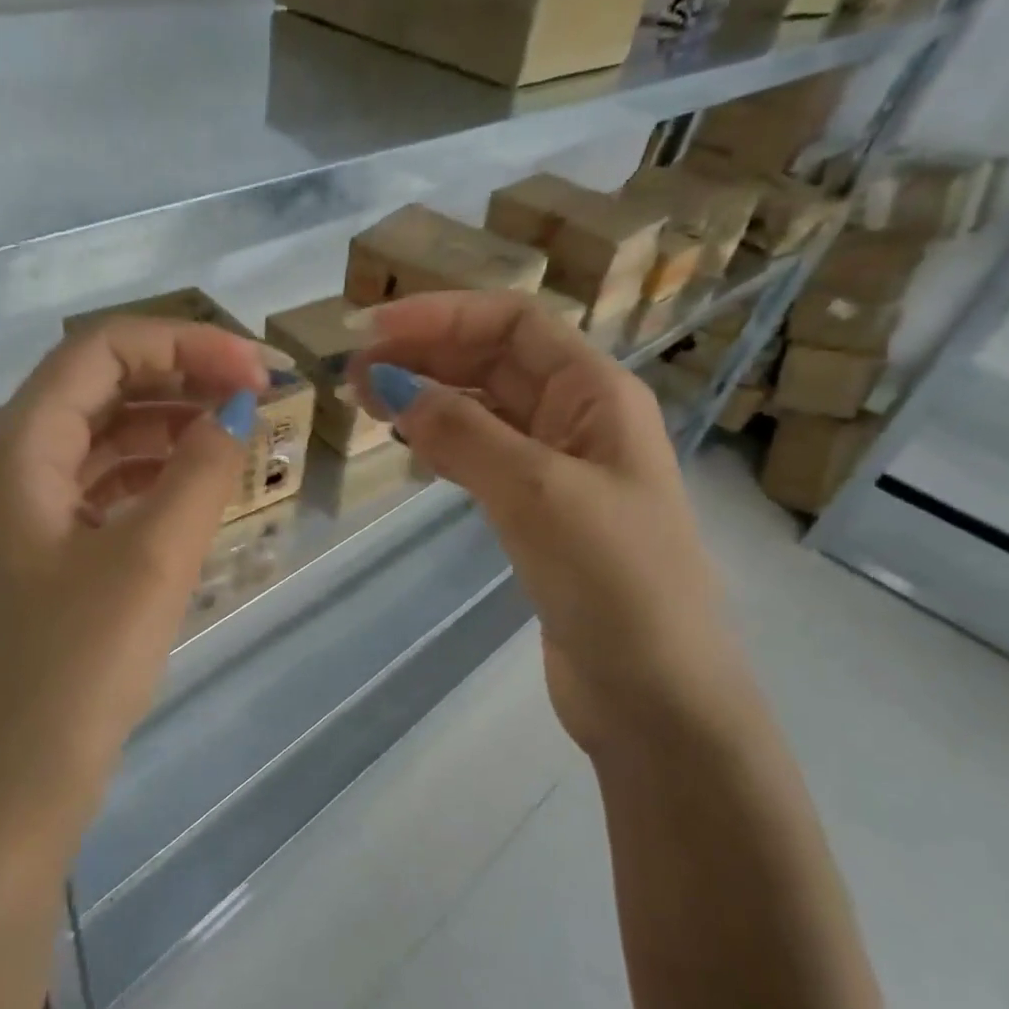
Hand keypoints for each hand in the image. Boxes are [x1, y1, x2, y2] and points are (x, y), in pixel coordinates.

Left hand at [0, 317, 270, 843]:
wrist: (13, 788)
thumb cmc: (76, 667)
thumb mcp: (152, 558)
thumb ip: (201, 469)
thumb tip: (239, 407)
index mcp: (19, 448)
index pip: (103, 352)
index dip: (185, 344)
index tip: (257, 369)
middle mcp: (9, 467)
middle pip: (99, 388)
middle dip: (180, 378)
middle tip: (256, 394)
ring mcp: (20, 515)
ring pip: (102, 439)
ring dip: (168, 426)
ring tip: (236, 435)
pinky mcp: (39, 557)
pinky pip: (100, 490)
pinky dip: (150, 477)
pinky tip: (194, 490)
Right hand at [350, 292, 752, 764]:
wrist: (655, 693)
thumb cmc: (613, 580)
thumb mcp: (536, 492)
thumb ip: (463, 432)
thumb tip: (392, 386)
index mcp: (597, 394)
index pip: (513, 324)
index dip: (442, 316)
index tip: (373, 330)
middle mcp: (580, 420)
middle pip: (495, 362)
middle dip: (426, 355)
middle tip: (353, 374)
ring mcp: (560, 470)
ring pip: (485, 410)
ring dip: (429, 397)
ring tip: (369, 403)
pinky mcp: (540, 515)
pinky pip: (485, 457)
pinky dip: (444, 444)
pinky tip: (411, 447)